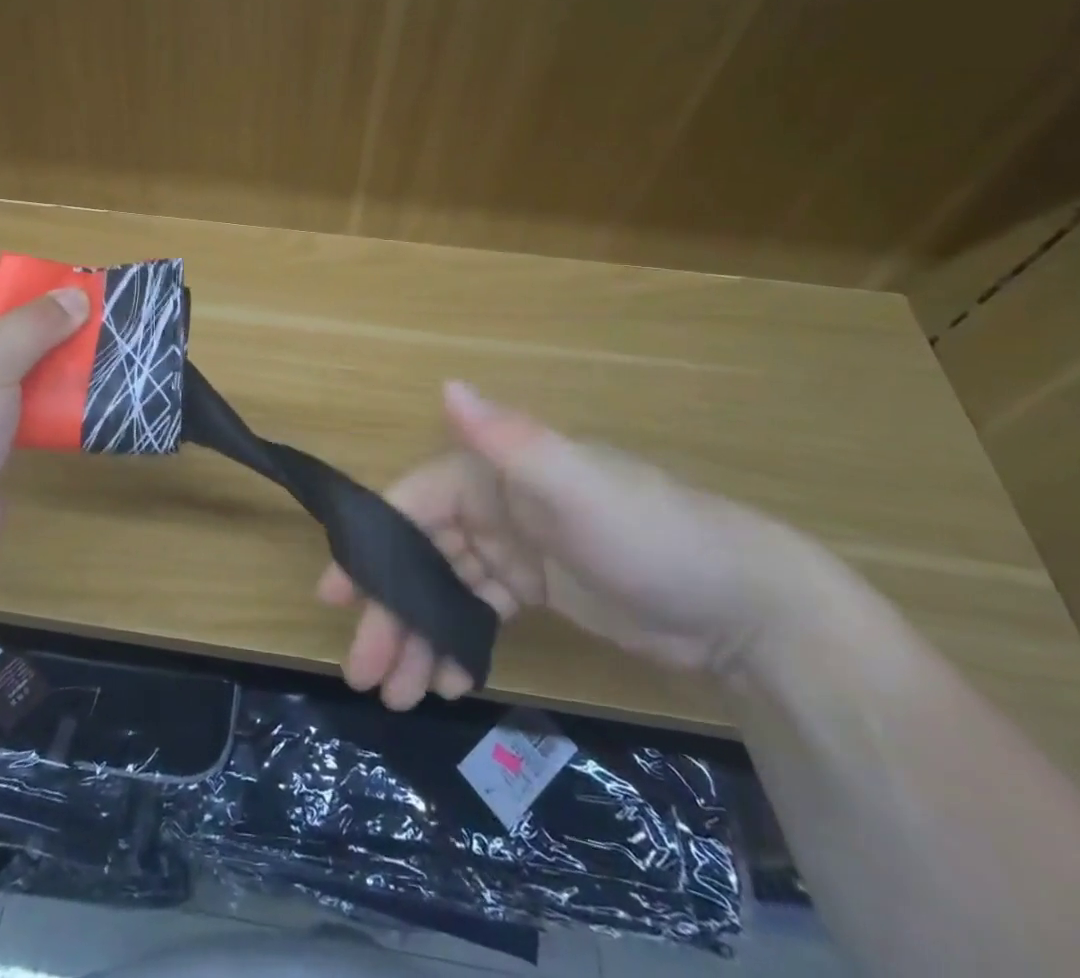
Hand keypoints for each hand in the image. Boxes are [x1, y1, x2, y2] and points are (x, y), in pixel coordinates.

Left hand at [0, 271, 87, 593]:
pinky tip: (89, 398)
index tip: (72, 284)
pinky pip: (18, 410)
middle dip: (45, 326)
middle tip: (100, 319)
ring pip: (12, 372)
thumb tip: (77, 295)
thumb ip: (34, 326)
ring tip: (105, 353)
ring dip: (54, 365)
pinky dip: (49, 403)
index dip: (19, 283)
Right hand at [318, 382, 823, 709]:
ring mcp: (515, 548)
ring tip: (399, 694)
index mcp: (491, 472)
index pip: (411, 505)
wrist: (745, 607)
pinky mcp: (537, 588)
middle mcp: (494, 503)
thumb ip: (506, 439)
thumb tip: (445, 385)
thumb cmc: (648, 536)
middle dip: (390, 609)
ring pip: (445, 590)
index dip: (370, 547)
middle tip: (364, 672)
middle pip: (421, 555)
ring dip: (418, 636)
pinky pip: (478, 612)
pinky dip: (458, 642)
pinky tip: (448, 681)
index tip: (335, 597)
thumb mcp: (575, 484)